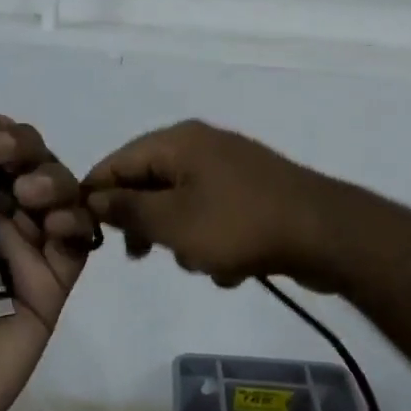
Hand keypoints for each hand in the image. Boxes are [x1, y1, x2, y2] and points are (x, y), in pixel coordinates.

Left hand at [0, 110, 95, 410]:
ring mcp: (25, 259)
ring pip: (61, 201)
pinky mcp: (51, 291)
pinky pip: (76, 246)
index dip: (0, 138)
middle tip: (11, 163)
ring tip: (29, 198)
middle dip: (29, 154)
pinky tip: (58, 224)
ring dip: (53, 183)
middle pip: (32, 172)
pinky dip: (76, 223)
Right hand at [83, 120, 340, 288]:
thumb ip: (128, 210)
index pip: (117, 160)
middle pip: (150, 183)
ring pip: (183, 207)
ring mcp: (231, 169)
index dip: (97, 196)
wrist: (323, 234)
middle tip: (141, 255)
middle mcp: (202, 146)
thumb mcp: (172, 222)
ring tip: (205, 263)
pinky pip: (215, 218)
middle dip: (147, 224)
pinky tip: (234, 268)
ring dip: (185, 241)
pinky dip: (216, 243)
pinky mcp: (253, 194)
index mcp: (178, 142)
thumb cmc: (238, 225)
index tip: (87, 233)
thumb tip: (95, 197)